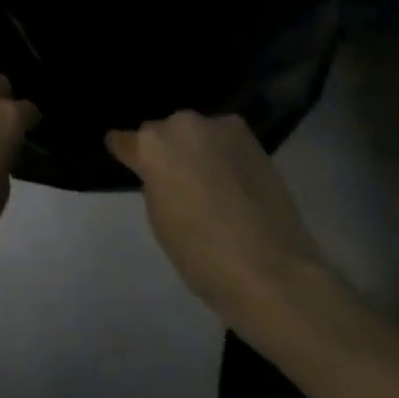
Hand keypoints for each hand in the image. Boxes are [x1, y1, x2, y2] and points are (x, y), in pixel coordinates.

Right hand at [107, 111, 331, 339]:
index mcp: (151, 146)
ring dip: (196, 149)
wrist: (274, 272)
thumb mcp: (161, 221)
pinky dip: (223, 153)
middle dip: (166, 150)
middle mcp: (180, 124)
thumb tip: (162, 173)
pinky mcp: (249, 137)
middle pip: (162, 132)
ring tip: (208, 179)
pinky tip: (232, 179)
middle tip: (176, 179)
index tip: (125, 158)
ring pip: (195, 133)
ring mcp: (217, 126)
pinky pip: (224, 140)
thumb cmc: (204, 258)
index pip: (124, 140)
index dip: (125, 152)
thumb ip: (155, 184)